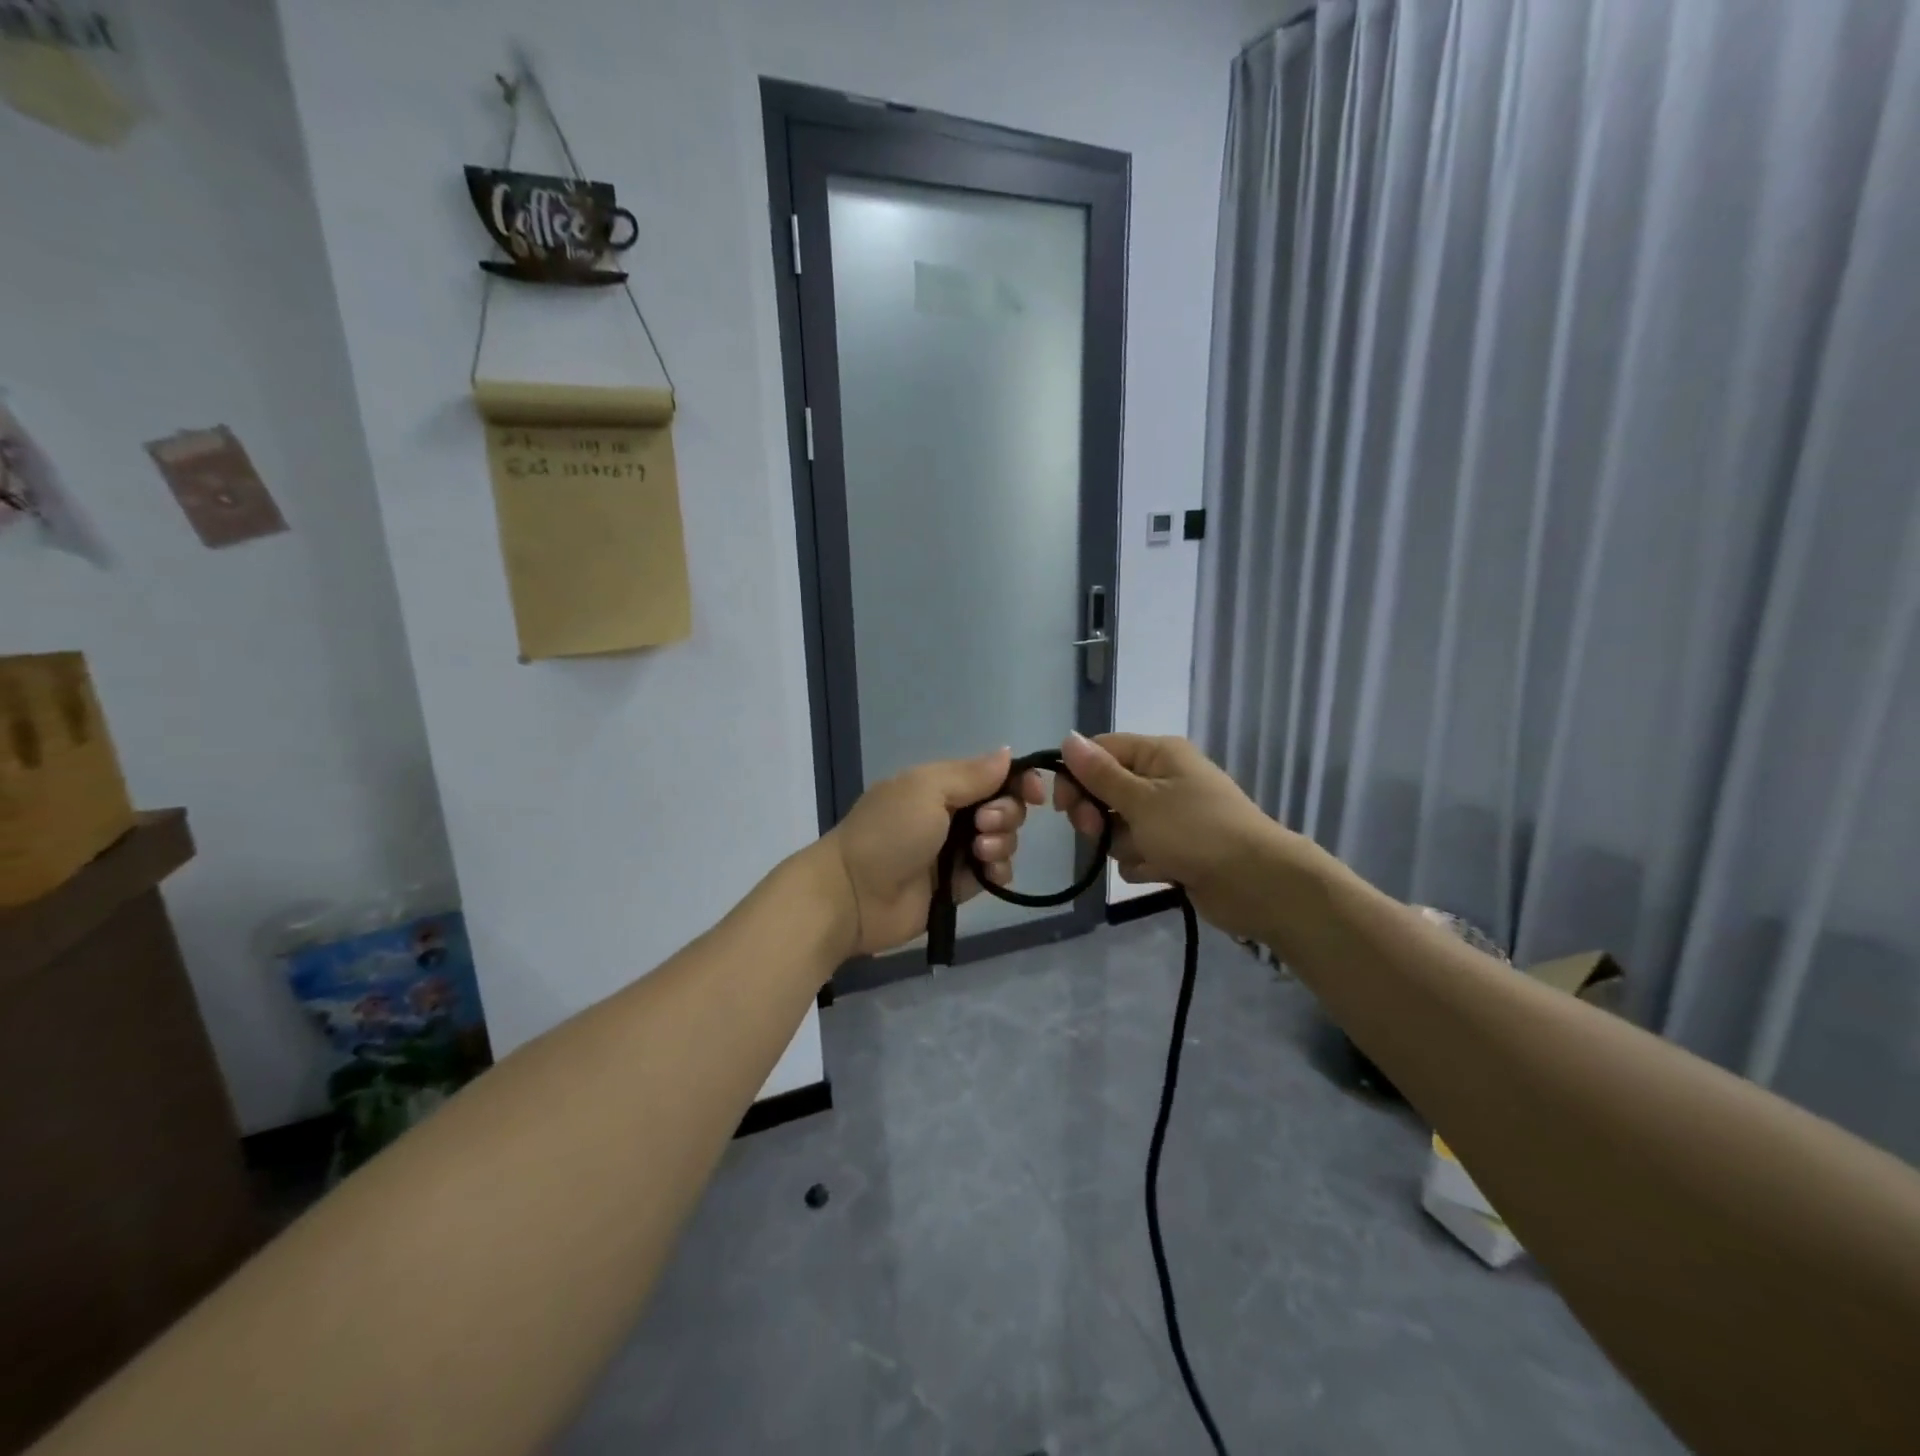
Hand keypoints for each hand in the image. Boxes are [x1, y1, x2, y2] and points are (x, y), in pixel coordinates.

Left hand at [822, 748, 1045, 955]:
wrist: (854, 894)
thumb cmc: (889, 832)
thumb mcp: (926, 790)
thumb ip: (971, 774)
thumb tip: (1007, 753)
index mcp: (941, 785)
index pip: (993, 775)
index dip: (1019, 781)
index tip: (1034, 792)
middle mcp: (952, 815)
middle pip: (1005, 807)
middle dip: (1006, 814)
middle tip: (981, 826)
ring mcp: (956, 852)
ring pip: (1004, 841)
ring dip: (1002, 843)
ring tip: (979, 852)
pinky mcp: (960, 887)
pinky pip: (995, 874)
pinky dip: (998, 871)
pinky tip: (987, 872)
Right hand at [1055, 731, 1289, 940]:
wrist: (1257, 883)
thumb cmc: (1196, 831)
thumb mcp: (1141, 799)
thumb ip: (1100, 773)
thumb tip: (1067, 737)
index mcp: (1158, 754)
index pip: (1099, 751)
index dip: (1076, 776)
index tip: (1063, 807)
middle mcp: (1162, 779)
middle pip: (1105, 791)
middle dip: (1098, 816)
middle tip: (1097, 832)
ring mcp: (1169, 816)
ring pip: (1118, 826)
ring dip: (1124, 845)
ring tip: (1148, 854)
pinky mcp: (1175, 848)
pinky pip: (1138, 852)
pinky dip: (1143, 863)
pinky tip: (1162, 872)